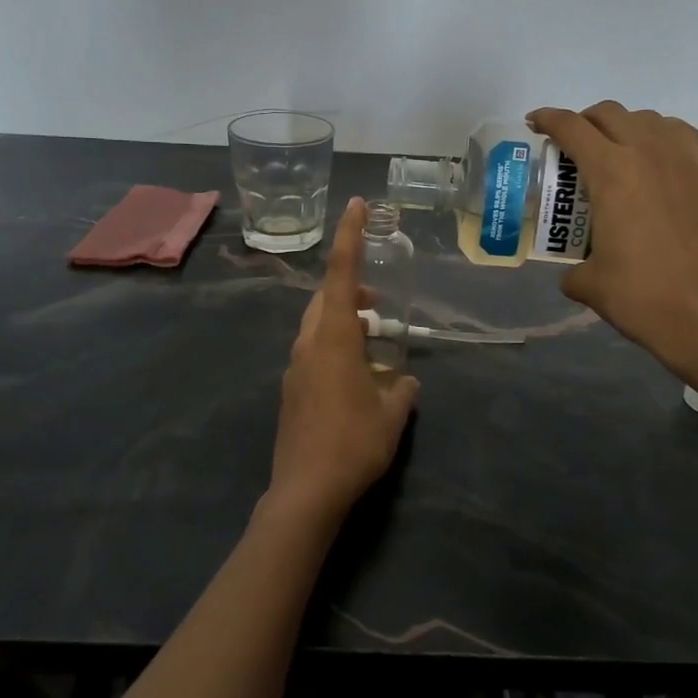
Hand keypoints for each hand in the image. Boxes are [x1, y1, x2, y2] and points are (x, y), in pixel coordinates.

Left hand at [264, 198, 421, 529]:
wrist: (305, 491)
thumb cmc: (353, 444)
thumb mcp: (392, 415)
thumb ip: (403, 390)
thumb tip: (406, 382)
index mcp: (333, 338)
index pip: (341, 274)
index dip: (350, 236)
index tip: (356, 205)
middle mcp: (308, 343)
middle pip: (326, 298)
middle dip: (351, 288)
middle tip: (379, 300)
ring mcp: (295, 367)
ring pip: (317, 325)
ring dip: (343, 320)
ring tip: (373, 337)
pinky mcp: (291, 390)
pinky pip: (313, 351)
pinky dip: (334, 345)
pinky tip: (356, 374)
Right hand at [527, 101, 697, 395]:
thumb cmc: (641, 297)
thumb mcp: (589, 283)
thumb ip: (573, 267)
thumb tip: (575, 271)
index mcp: (611, 172)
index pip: (571, 127)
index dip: (548, 119)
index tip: (536, 123)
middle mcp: (649, 152)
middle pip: (610, 113)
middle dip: (585, 122)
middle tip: (575, 144)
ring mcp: (688, 159)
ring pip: (650, 120)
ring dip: (625, 128)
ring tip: (618, 153)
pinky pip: (683, 137)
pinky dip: (662, 139)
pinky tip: (658, 164)